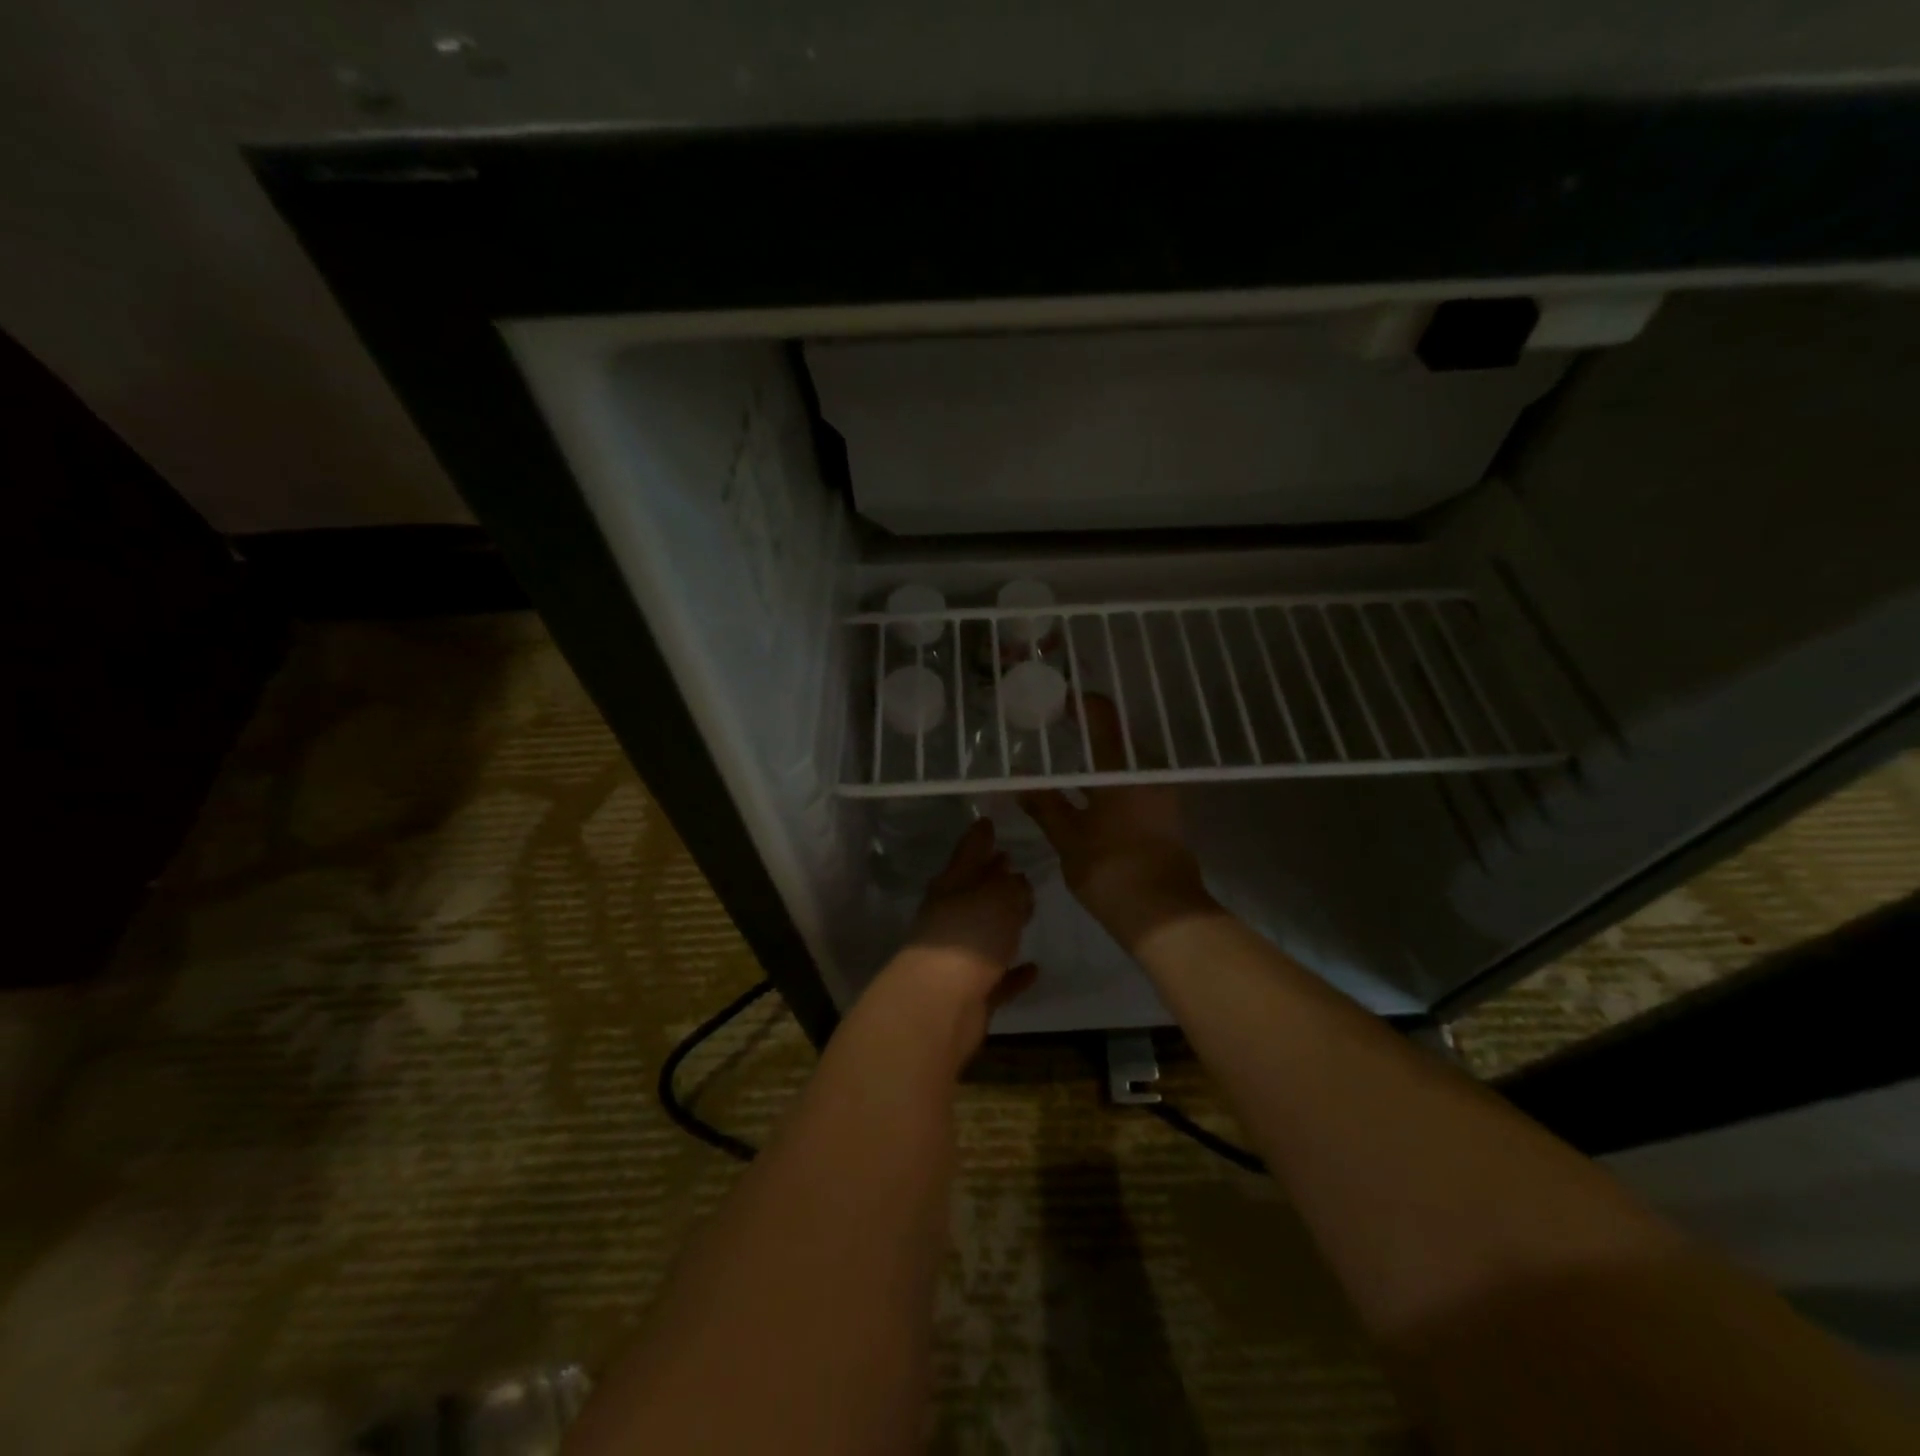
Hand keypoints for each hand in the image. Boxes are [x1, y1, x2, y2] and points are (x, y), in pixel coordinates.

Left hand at [868, 819, 1037, 1061]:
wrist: (940, 1005)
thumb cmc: (969, 936)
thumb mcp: (998, 897)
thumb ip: (1012, 886)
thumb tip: (1018, 882)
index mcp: (951, 886)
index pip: (967, 852)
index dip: (979, 837)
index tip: (988, 822)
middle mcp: (950, 917)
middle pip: (973, 891)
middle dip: (991, 876)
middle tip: (1012, 861)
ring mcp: (957, 956)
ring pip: (984, 931)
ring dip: (1003, 922)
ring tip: (1027, 908)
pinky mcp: (969, 992)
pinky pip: (997, 976)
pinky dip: (1013, 971)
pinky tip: (1034, 967)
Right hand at [1021, 695, 1214, 952]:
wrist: (1162, 914)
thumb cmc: (1110, 868)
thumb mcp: (1068, 836)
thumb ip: (1043, 804)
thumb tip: (1018, 780)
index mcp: (1122, 768)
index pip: (1102, 716)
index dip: (1080, 704)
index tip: (1057, 702)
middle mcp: (1147, 772)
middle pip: (1115, 740)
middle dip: (1085, 737)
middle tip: (1053, 741)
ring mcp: (1162, 793)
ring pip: (1125, 766)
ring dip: (1098, 764)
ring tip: (1065, 772)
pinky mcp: (1167, 815)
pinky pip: (1134, 786)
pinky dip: (1111, 785)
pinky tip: (1088, 800)